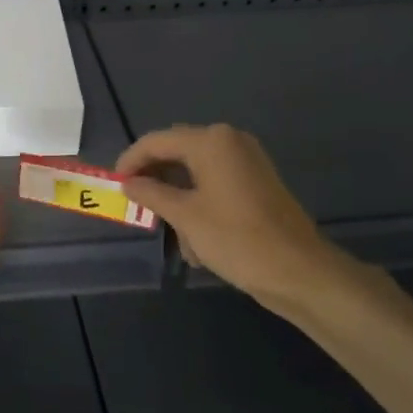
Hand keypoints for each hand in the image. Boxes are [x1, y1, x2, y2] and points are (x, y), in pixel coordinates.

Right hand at [117, 124, 364, 319]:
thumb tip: (127, 182)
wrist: (299, 271)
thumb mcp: (184, 216)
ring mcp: (246, 162)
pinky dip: (198, 206)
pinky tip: (196, 241)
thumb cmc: (236, 238)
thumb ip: (151, 193)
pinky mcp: (256, 184)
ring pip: (194, 174)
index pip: (156, 141)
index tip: (114, 185)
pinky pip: (214, 185)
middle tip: (136, 206)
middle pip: (176, 153)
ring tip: (170, 235)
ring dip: (177, 200)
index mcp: (211, 141)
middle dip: (154, 181)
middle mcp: (229, 142)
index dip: (130, 161)